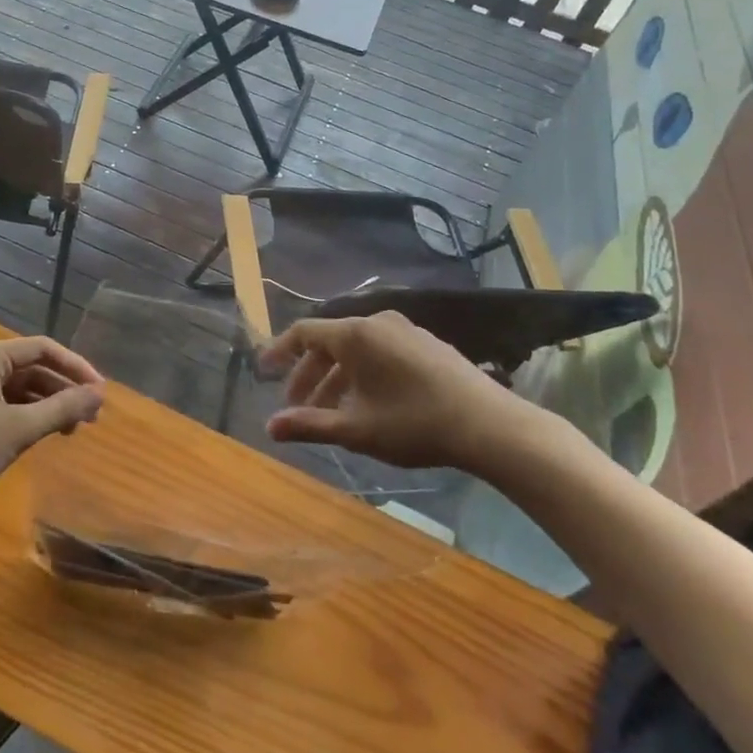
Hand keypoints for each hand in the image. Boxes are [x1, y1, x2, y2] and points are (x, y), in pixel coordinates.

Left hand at [0, 337, 105, 512]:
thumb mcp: (19, 429)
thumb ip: (62, 408)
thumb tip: (100, 394)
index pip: (44, 348)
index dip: (76, 367)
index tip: (100, 392)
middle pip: (34, 366)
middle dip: (64, 389)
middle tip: (91, 416)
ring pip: (21, 386)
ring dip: (49, 404)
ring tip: (72, 430)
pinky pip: (6, 401)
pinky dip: (29, 414)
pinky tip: (43, 434)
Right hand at [262, 312, 550, 471]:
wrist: (489, 425)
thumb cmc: (414, 424)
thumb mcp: (356, 430)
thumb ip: (310, 425)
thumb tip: (269, 427)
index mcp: (355, 335)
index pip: (304, 332)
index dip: (279, 351)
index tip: (263, 372)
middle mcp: (377, 322)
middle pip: (330, 342)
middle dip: (309, 375)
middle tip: (298, 406)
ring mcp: (406, 331)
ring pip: (357, 350)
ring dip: (337, 378)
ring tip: (332, 414)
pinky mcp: (427, 344)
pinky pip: (381, 351)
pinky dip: (363, 374)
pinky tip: (368, 404)